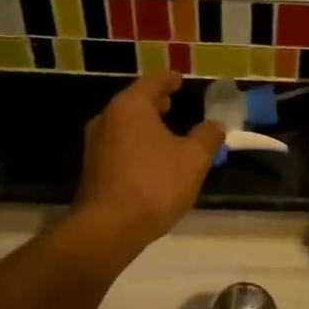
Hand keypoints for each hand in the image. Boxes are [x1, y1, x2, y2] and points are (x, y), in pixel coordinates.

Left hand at [70, 73, 224, 261]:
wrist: (109, 228)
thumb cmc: (155, 183)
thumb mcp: (194, 159)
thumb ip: (207, 137)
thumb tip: (215, 125)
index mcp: (130, 106)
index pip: (153, 81)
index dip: (170, 80)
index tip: (181, 80)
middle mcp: (107, 119)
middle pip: (135, 103)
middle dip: (156, 103)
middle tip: (174, 104)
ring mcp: (95, 146)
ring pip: (125, 126)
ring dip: (146, 127)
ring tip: (167, 134)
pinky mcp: (93, 171)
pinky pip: (119, 148)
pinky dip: (137, 147)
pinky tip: (152, 162)